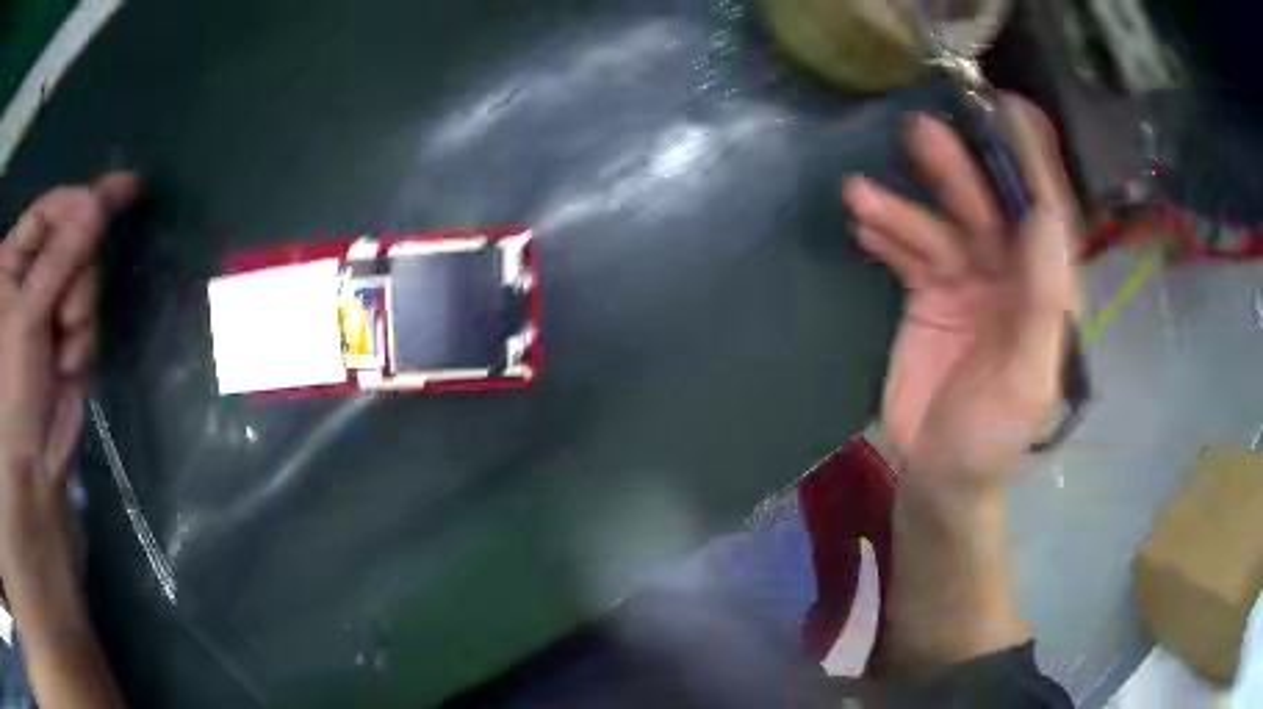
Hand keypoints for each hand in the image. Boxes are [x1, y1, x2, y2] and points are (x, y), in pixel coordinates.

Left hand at [0, 173, 138, 584]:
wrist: (28, 475)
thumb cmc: (10, 390)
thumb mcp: (26, 317)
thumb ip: (60, 256)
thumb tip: (100, 203)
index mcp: (11, 261)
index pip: (47, 211)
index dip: (80, 201)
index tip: (123, 189)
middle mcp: (26, 279)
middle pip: (70, 244)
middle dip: (76, 275)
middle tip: (64, 315)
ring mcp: (44, 310)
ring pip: (82, 281)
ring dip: (79, 314)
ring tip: (62, 351)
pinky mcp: (63, 339)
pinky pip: (87, 319)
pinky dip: (82, 341)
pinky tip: (67, 366)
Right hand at [844, 97, 1078, 488]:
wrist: (938, 473)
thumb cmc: (993, 438)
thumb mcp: (1027, 382)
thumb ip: (1043, 302)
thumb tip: (1045, 216)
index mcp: (1046, 292)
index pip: (1047, 215)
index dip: (1033, 162)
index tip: (1010, 112)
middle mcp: (1010, 274)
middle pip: (986, 209)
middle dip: (955, 171)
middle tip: (919, 133)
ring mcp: (966, 281)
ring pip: (939, 225)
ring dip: (902, 205)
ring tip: (859, 193)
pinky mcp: (927, 293)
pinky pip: (906, 251)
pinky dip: (885, 233)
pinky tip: (860, 221)